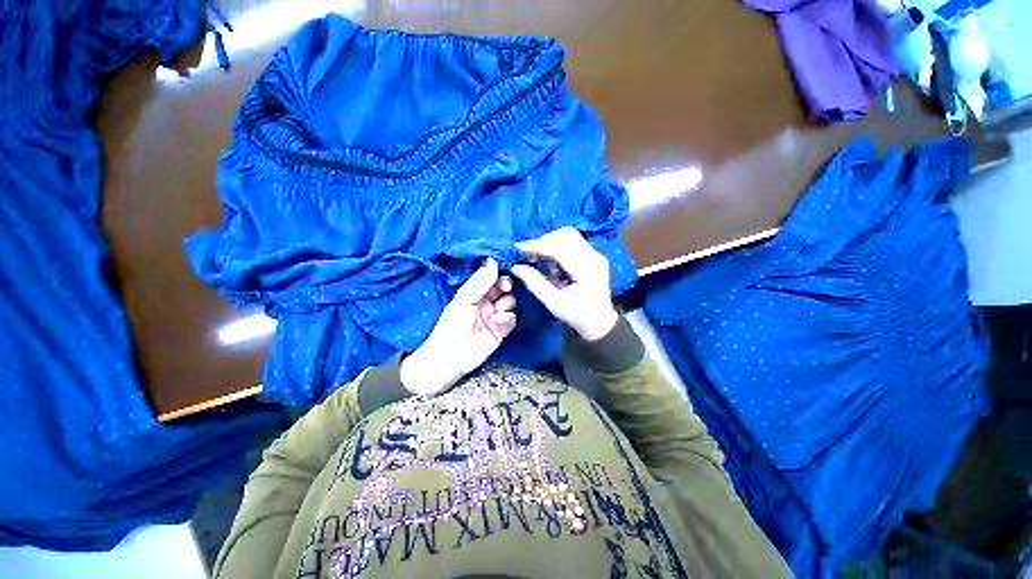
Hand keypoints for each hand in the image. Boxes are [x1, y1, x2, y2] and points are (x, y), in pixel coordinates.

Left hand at [400, 258, 516, 395]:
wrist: (452, 356)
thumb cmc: (452, 325)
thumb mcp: (465, 300)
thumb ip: (480, 281)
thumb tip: (493, 260)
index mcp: (475, 291)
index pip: (491, 277)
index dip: (499, 273)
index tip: (503, 271)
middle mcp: (487, 301)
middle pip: (504, 287)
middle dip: (506, 286)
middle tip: (504, 288)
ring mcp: (495, 314)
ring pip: (511, 301)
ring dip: (507, 303)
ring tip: (496, 311)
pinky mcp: (502, 329)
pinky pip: (512, 317)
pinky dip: (508, 318)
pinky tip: (499, 322)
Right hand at [511, 227, 618, 341]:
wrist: (600, 322)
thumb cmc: (577, 317)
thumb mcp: (554, 304)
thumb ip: (535, 283)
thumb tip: (516, 267)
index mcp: (586, 271)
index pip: (560, 248)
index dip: (537, 245)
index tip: (519, 248)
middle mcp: (594, 258)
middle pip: (565, 235)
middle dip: (543, 241)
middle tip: (528, 255)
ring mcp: (595, 255)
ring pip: (568, 235)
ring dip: (549, 243)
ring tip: (538, 258)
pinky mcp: (593, 255)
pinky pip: (572, 242)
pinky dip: (557, 247)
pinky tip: (550, 261)